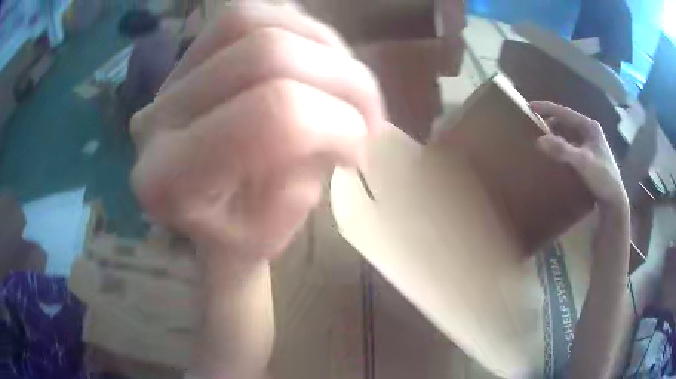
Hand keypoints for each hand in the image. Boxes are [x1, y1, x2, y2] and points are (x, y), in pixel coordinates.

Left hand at [130, 1, 384, 259]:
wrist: (195, 215)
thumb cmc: (230, 237)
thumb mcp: (271, 235)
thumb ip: (303, 177)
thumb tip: (335, 119)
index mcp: (171, 180)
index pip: (270, 116)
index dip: (336, 124)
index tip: (358, 151)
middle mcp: (158, 117)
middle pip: (266, 52)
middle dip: (343, 78)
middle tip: (369, 114)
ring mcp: (169, 77)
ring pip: (253, 20)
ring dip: (322, 44)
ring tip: (343, 80)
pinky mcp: (186, 56)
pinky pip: (245, 14)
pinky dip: (293, 27)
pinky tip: (313, 58)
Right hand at [531, 101, 627, 211]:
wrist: (614, 200)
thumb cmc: (602, 178)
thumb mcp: (582, 163)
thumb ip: (562, 150)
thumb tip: (539, 140)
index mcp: (589, 126)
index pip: (565, 112)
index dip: (546, 107)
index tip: (529, 106)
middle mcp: (590, 131)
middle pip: (566, 121)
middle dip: (550, 121)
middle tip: (534, 125)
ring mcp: (590, 143)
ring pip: (568, 133)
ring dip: (555, 134)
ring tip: (542, 138)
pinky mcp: (589, 155)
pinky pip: (571, 144)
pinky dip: (561, 145)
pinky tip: (555, 153)